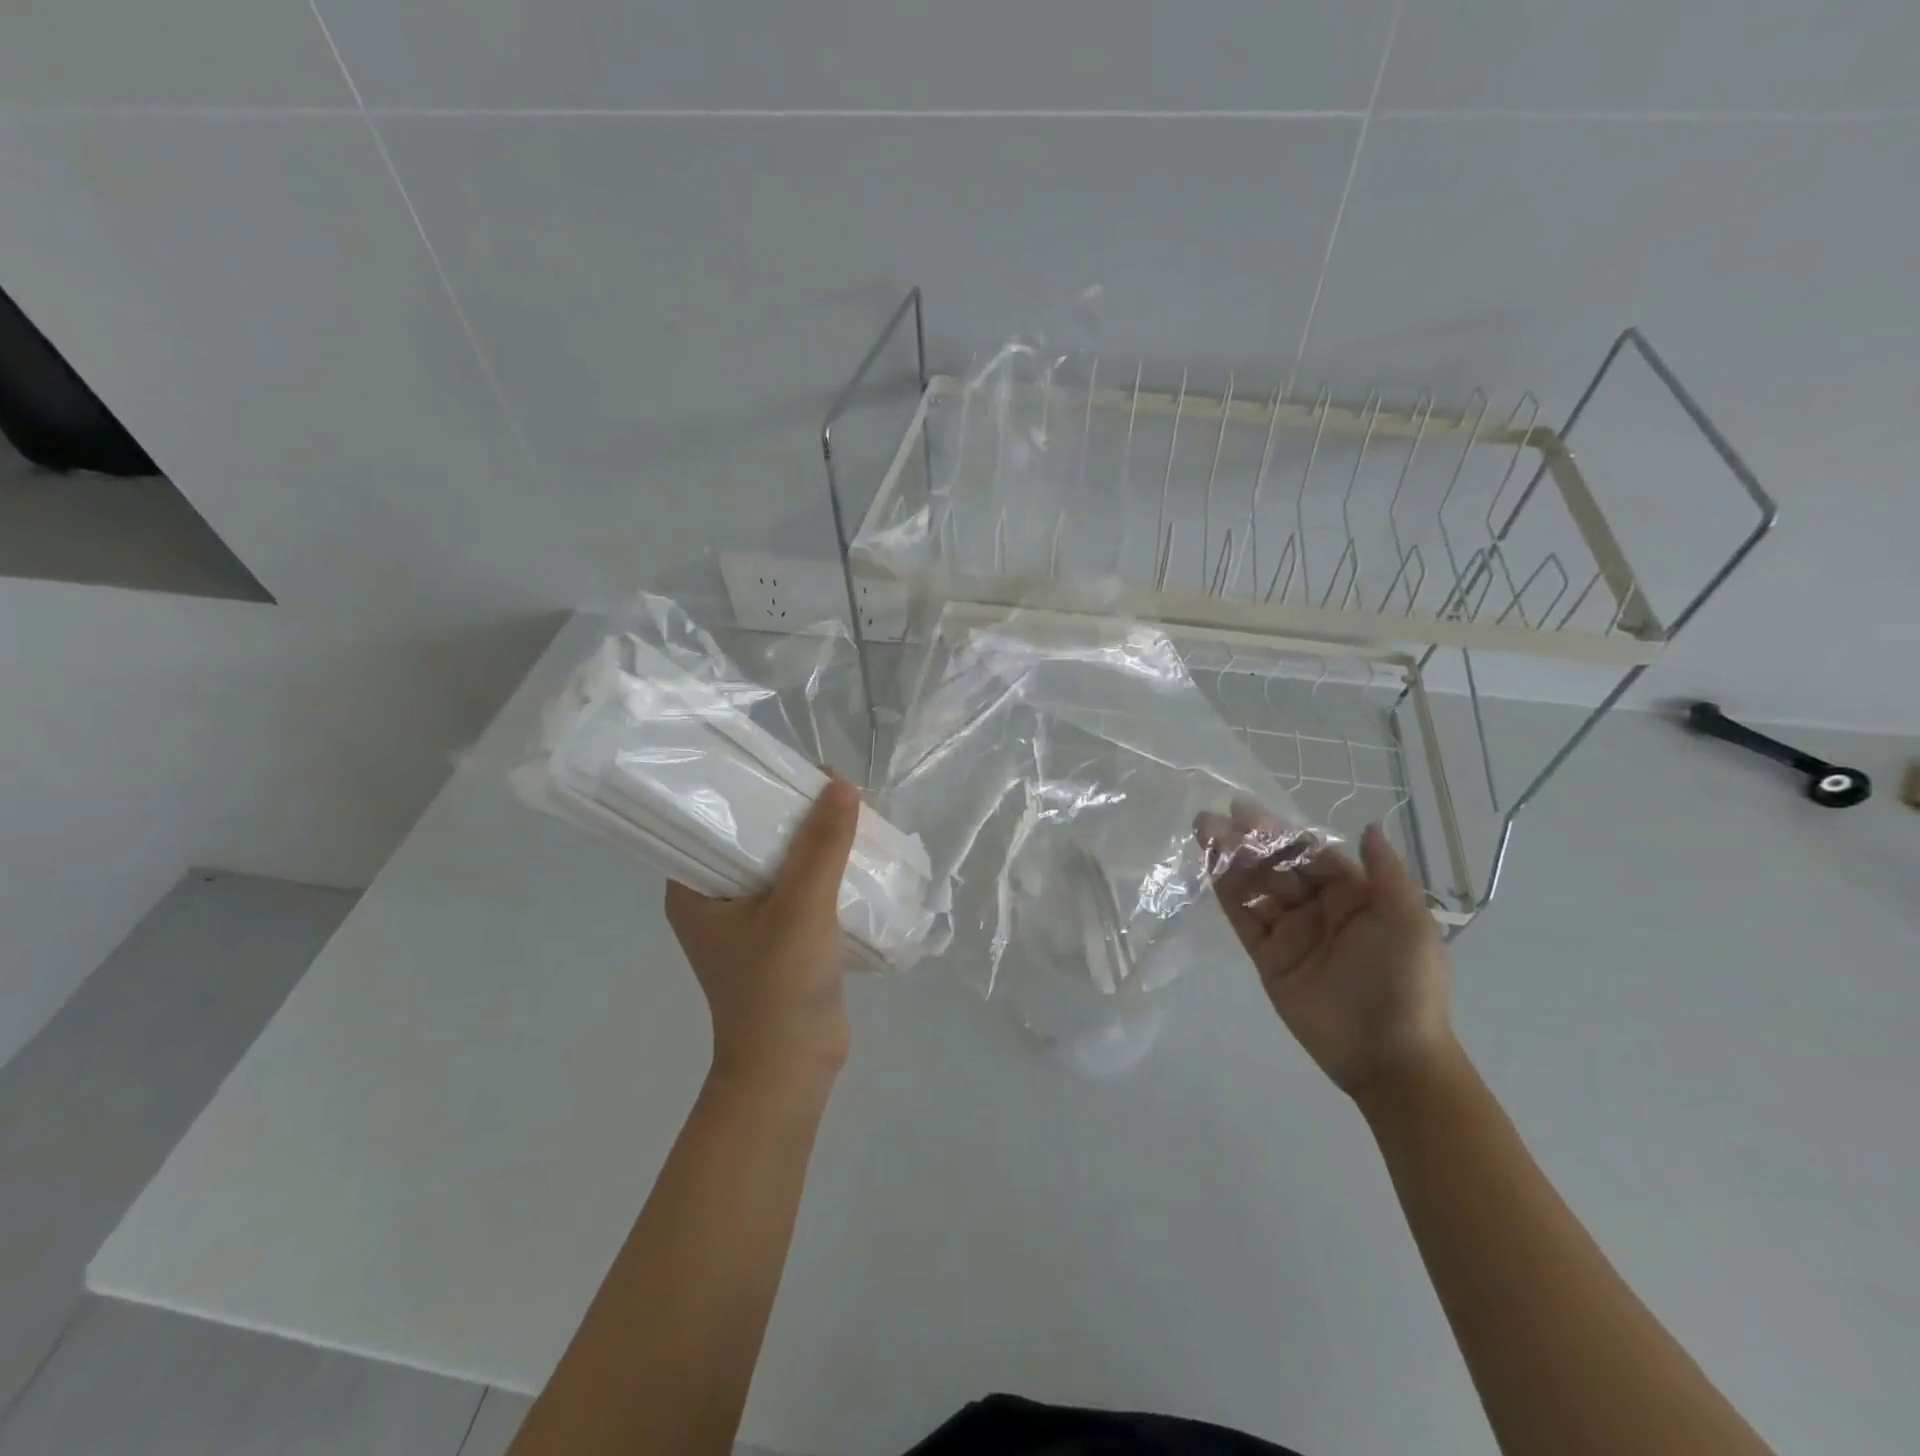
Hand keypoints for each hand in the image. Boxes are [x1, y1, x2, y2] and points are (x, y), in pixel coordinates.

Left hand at [665, 775, 859, 1089]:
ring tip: (851, 811)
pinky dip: (826, 869)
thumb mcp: (802, 906)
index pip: (713, 818)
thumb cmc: (779, 987)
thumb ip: (822, 845)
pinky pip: (802, 886)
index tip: (791, 766)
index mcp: (693, 889)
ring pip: (783, 862)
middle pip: (754, 837)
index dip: (750, 787)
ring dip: (815, 841)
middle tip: (833, 787)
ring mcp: (749, 919)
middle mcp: (715, 898)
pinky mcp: (781, 935)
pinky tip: (856, 852)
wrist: (794, 1069)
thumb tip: (841, 783)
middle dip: (794, 813)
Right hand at [1196, 808, 1456, 1102]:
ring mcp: (1289, 931)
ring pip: (1254, 886)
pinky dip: (1225, 892)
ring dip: (1229, 859)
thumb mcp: (1408, 923)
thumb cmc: (1405, 983)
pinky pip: (1243, 918)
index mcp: (1352, 894)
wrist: (1388, 1057)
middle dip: (1246, 841)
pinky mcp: (1267, 956)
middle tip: (1211, 819)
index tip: (1247, 813)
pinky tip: (1208, 868)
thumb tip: (1369, 826)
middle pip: (1276, 865)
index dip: (1280, 832)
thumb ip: (1387, 874)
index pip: (1309, 853)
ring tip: (1201, 832)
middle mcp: (1317, 906)